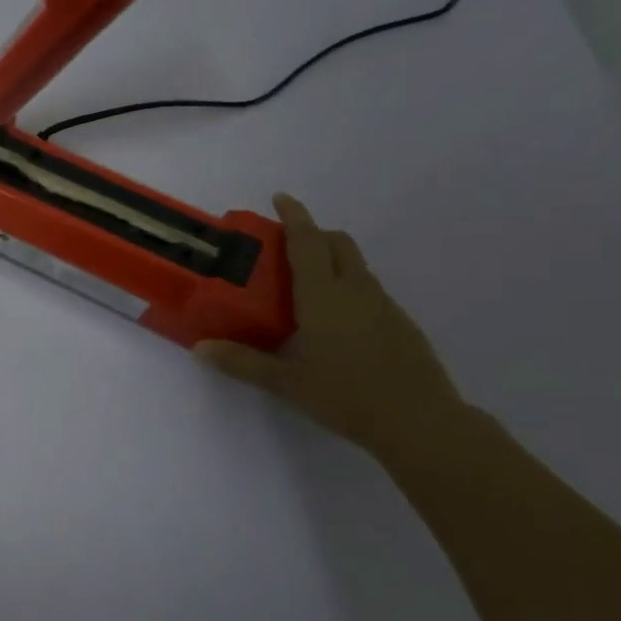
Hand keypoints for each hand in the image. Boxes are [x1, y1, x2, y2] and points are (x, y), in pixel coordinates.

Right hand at [196, 194, 466, 458]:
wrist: (420, 423)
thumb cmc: (345, 395)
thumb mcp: (285, 382)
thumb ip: (240, 362)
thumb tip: (199, 349)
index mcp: (324, 295)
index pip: (307, 242)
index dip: (294, 216)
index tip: (280, 197)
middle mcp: (356, 290)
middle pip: (338, 244)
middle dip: (313, 233)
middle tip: (283, 245)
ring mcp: (383, 306)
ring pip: (356, 266)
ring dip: (330, 259)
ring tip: (302, 284)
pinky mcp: (399, 324)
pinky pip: (367, 289)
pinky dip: (346, 285)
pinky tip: (331, 319)